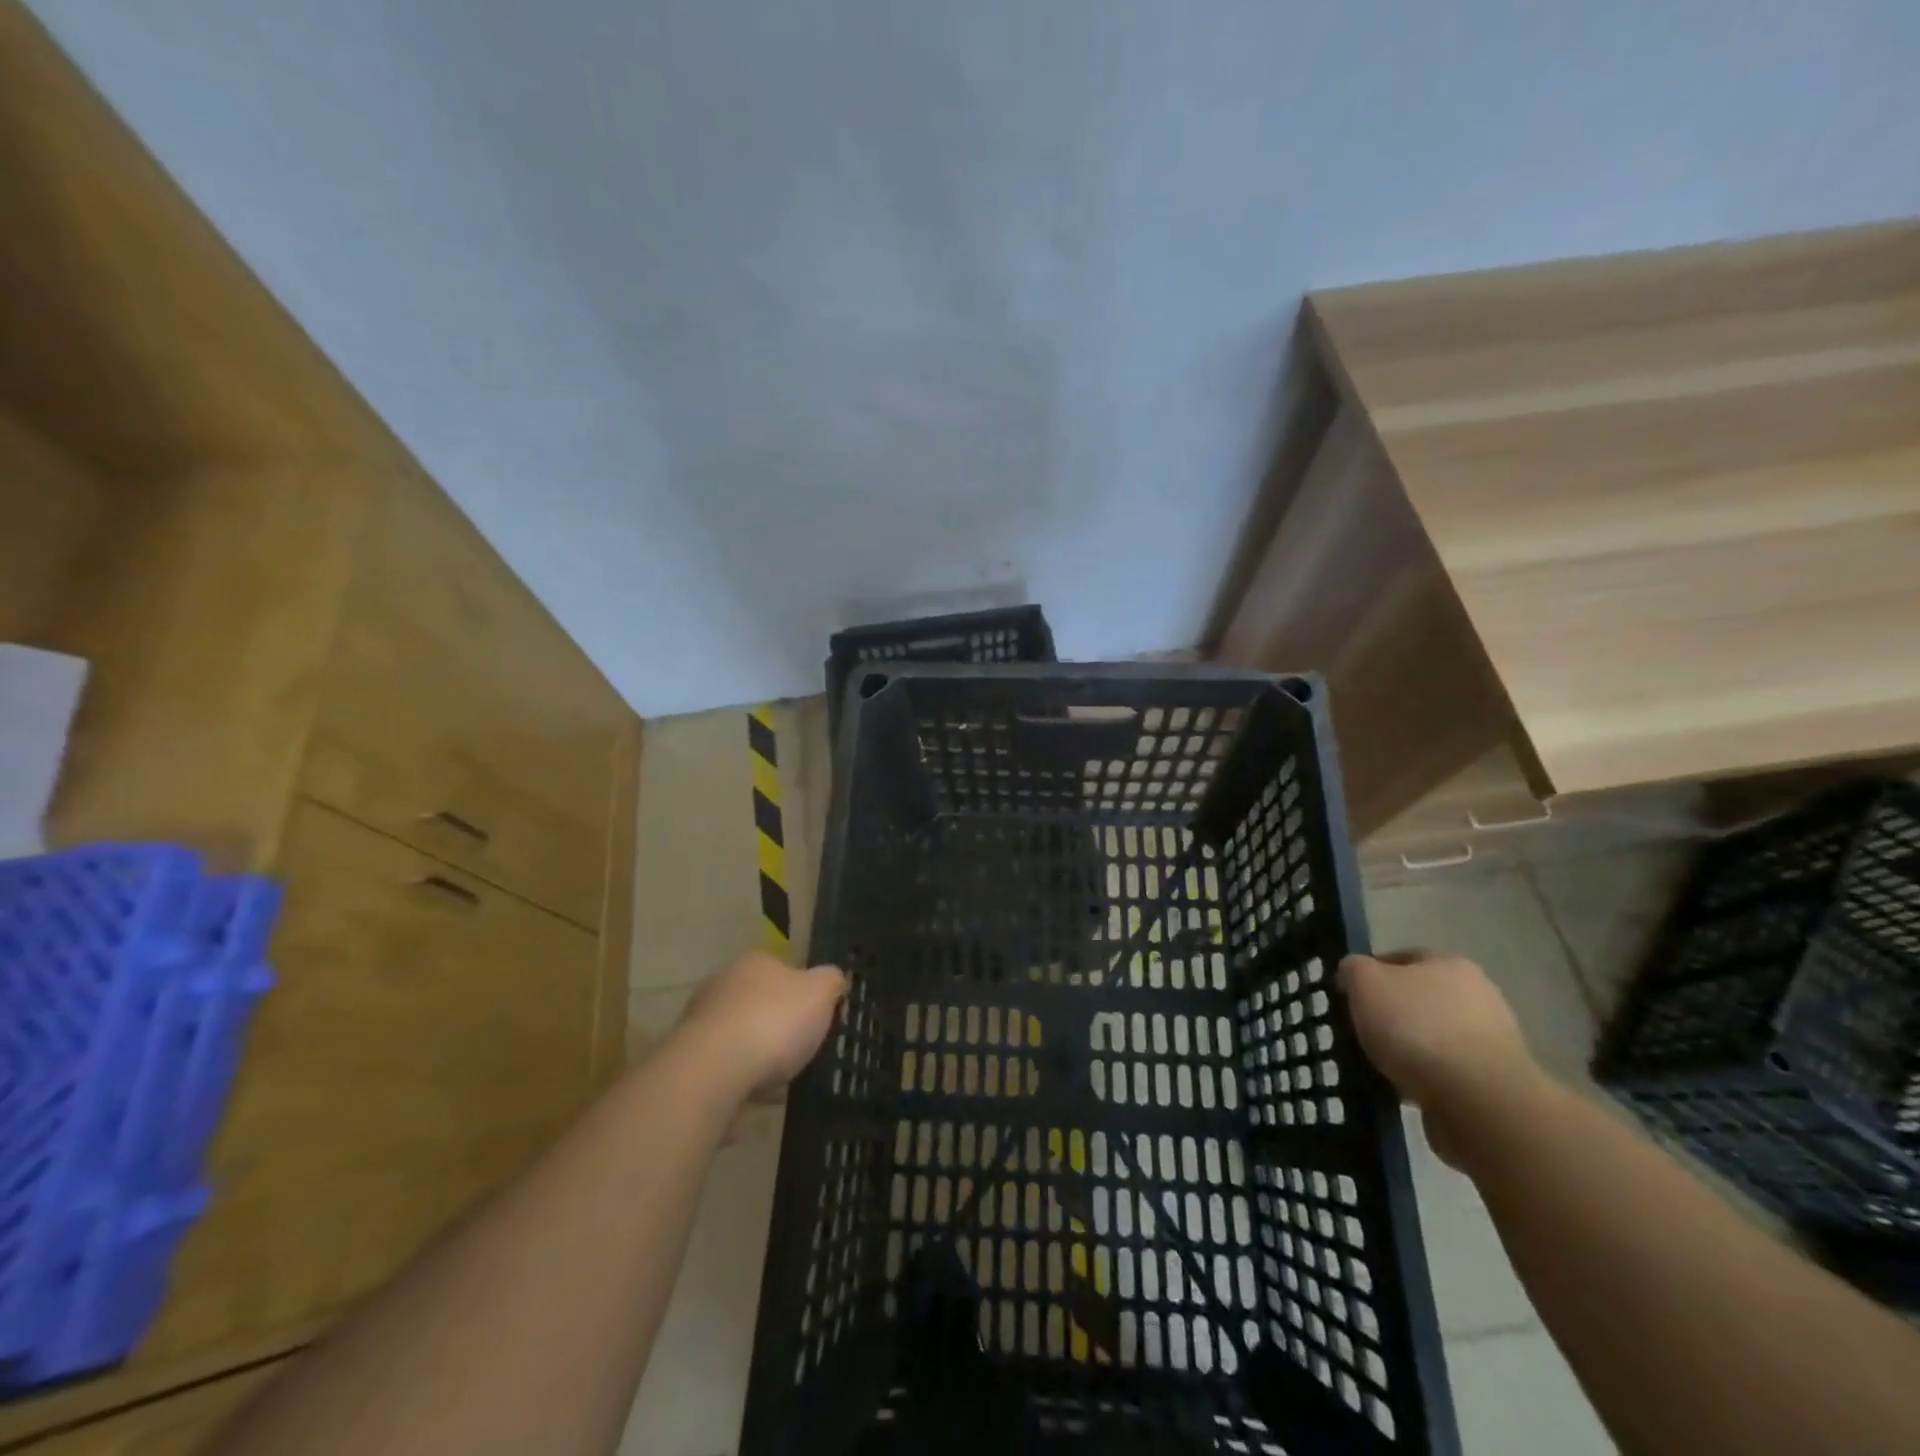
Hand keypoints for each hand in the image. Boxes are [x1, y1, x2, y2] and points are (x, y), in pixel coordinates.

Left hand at [676, 951, 847, 1103]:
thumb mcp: (821, 992)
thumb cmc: (772, 1022)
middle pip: (760, 1006)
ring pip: (742, 1042)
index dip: (804, 994)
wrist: (712, 1074)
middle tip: (804, 1053)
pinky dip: (742, 1087)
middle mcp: (722, 987)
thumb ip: (832, 981)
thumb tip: (832, 980)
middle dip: (780, 1029)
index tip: (819, 1019)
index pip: (783, 970)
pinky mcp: (690, 1066)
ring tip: (784, 1086)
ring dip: (760, 1061)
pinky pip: (726, 1074)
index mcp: (753, 963)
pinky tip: (759, 1105)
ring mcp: (701, 1026)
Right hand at [1339, 950, 1540, 1168]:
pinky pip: (1449, 1071)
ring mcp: (1494, 1041)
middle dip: (1392, 1013)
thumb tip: (1353, 973)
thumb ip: (1353, 969)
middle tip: (1364, 1031)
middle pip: (1420, 998)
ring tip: (1382, 1066)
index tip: (1350, 997)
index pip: (1402, 958)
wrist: (1480, 1102)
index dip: (1371, 974)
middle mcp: (1479, 995)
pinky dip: (1427, 1078)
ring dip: (1410, 1048)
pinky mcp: (1497, 1082)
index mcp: (1451, 964)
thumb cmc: (1417, 1028)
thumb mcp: (1365, 983)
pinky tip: (1407, 1090)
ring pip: (1434, 1036)